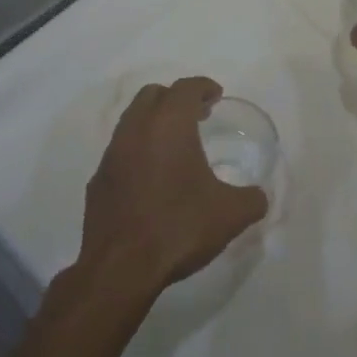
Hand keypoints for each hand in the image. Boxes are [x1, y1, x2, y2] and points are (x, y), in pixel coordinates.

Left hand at [78, 77, 266, 297]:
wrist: (120, 269)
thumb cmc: (179, 228)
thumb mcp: (231, 214)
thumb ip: (252, 199)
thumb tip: (258, 196)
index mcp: (168, 126)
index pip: (185, 88)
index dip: (203, 87)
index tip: (215, 95)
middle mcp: (136, 131)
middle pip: (153, 96)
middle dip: (176, 99)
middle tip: (198, 116)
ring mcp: (111, 156)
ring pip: (132, 121)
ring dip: (154, 123)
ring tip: (176, 146)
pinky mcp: (97, 182)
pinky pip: (120, 152)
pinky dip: (138, 151)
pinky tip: (152, 178)